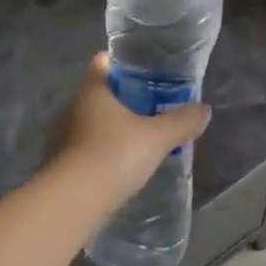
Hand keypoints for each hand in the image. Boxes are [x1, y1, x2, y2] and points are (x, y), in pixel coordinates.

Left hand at [49, 54, 212, 208]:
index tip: (145, 71)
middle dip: (124, 99)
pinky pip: (85, 147)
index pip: (103, 63)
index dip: (123, 63)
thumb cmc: (114, 155)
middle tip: (153, 107)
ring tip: (140, 138)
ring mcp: (62, 136)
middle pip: (100, 93)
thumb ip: (182, 122)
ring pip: (92, 122)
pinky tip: (121, 164)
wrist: (72, 202)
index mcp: (93, 91)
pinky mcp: (60, 163)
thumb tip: (205, 109)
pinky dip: (102, 150)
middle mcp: (73, 107)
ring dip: (113, 127)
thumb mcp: (157, 137)